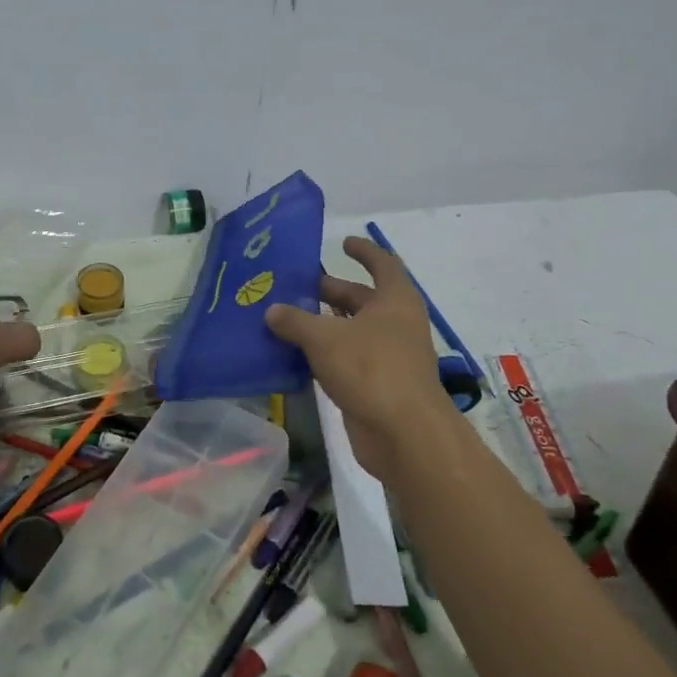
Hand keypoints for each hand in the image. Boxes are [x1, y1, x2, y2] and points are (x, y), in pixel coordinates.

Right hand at [265, 236, 451, 480]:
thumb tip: (272, 311)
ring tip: (285, 319)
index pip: (382, 264)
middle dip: (329, 291)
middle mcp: (395, 323)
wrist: (404, 434)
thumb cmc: (370, 369)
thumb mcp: (324, 338)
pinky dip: (324, 354)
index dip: (364, 251)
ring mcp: (388, 356)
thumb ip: (295, 321)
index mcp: (395, 300)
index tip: (343, 242)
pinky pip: (347, 359)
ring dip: (323, 324)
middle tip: (293, 286)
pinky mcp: (377, 384)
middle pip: (361, 299)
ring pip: (351, 331)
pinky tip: (294, 355)